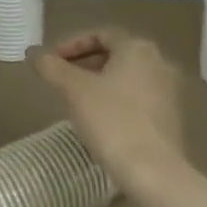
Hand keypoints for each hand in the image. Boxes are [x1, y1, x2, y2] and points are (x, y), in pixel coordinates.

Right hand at [30, 28, 184, 187]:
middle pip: (115, 54)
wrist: (153, 172)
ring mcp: (169, 91)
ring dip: (99, 82)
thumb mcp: (73, 90)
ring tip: (75, 100)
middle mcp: (159, 62)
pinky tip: (100, 119)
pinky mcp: (172, 117)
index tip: (52, 61)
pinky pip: (138, 97)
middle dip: (84, 63)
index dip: (71, 45)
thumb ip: (52, 67)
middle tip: (60, 79)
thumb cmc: (111, 120)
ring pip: (126, 77)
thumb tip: (34, 54)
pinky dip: (116, 100)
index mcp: (137, 48)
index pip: (100, 35)